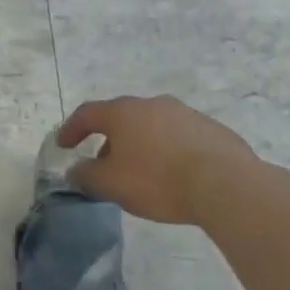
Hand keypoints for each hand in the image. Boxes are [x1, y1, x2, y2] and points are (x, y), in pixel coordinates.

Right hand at [56, 95, 262, 225]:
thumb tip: (75, 171)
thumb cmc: (158, 181)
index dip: (71, 129)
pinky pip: (180, 138)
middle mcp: (152, 104)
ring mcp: (185, 114)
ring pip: (153, 127)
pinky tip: (176, 176)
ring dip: (141, 145)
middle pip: (122, 119)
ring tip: (142, 173)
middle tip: (105, 165)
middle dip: (109, 140)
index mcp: (123, 112)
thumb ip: (87, 176)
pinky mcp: (212, 130)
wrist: (226, 185)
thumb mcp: (112, 184)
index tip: (63, 145)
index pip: (87, 114)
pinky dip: (169, 152)